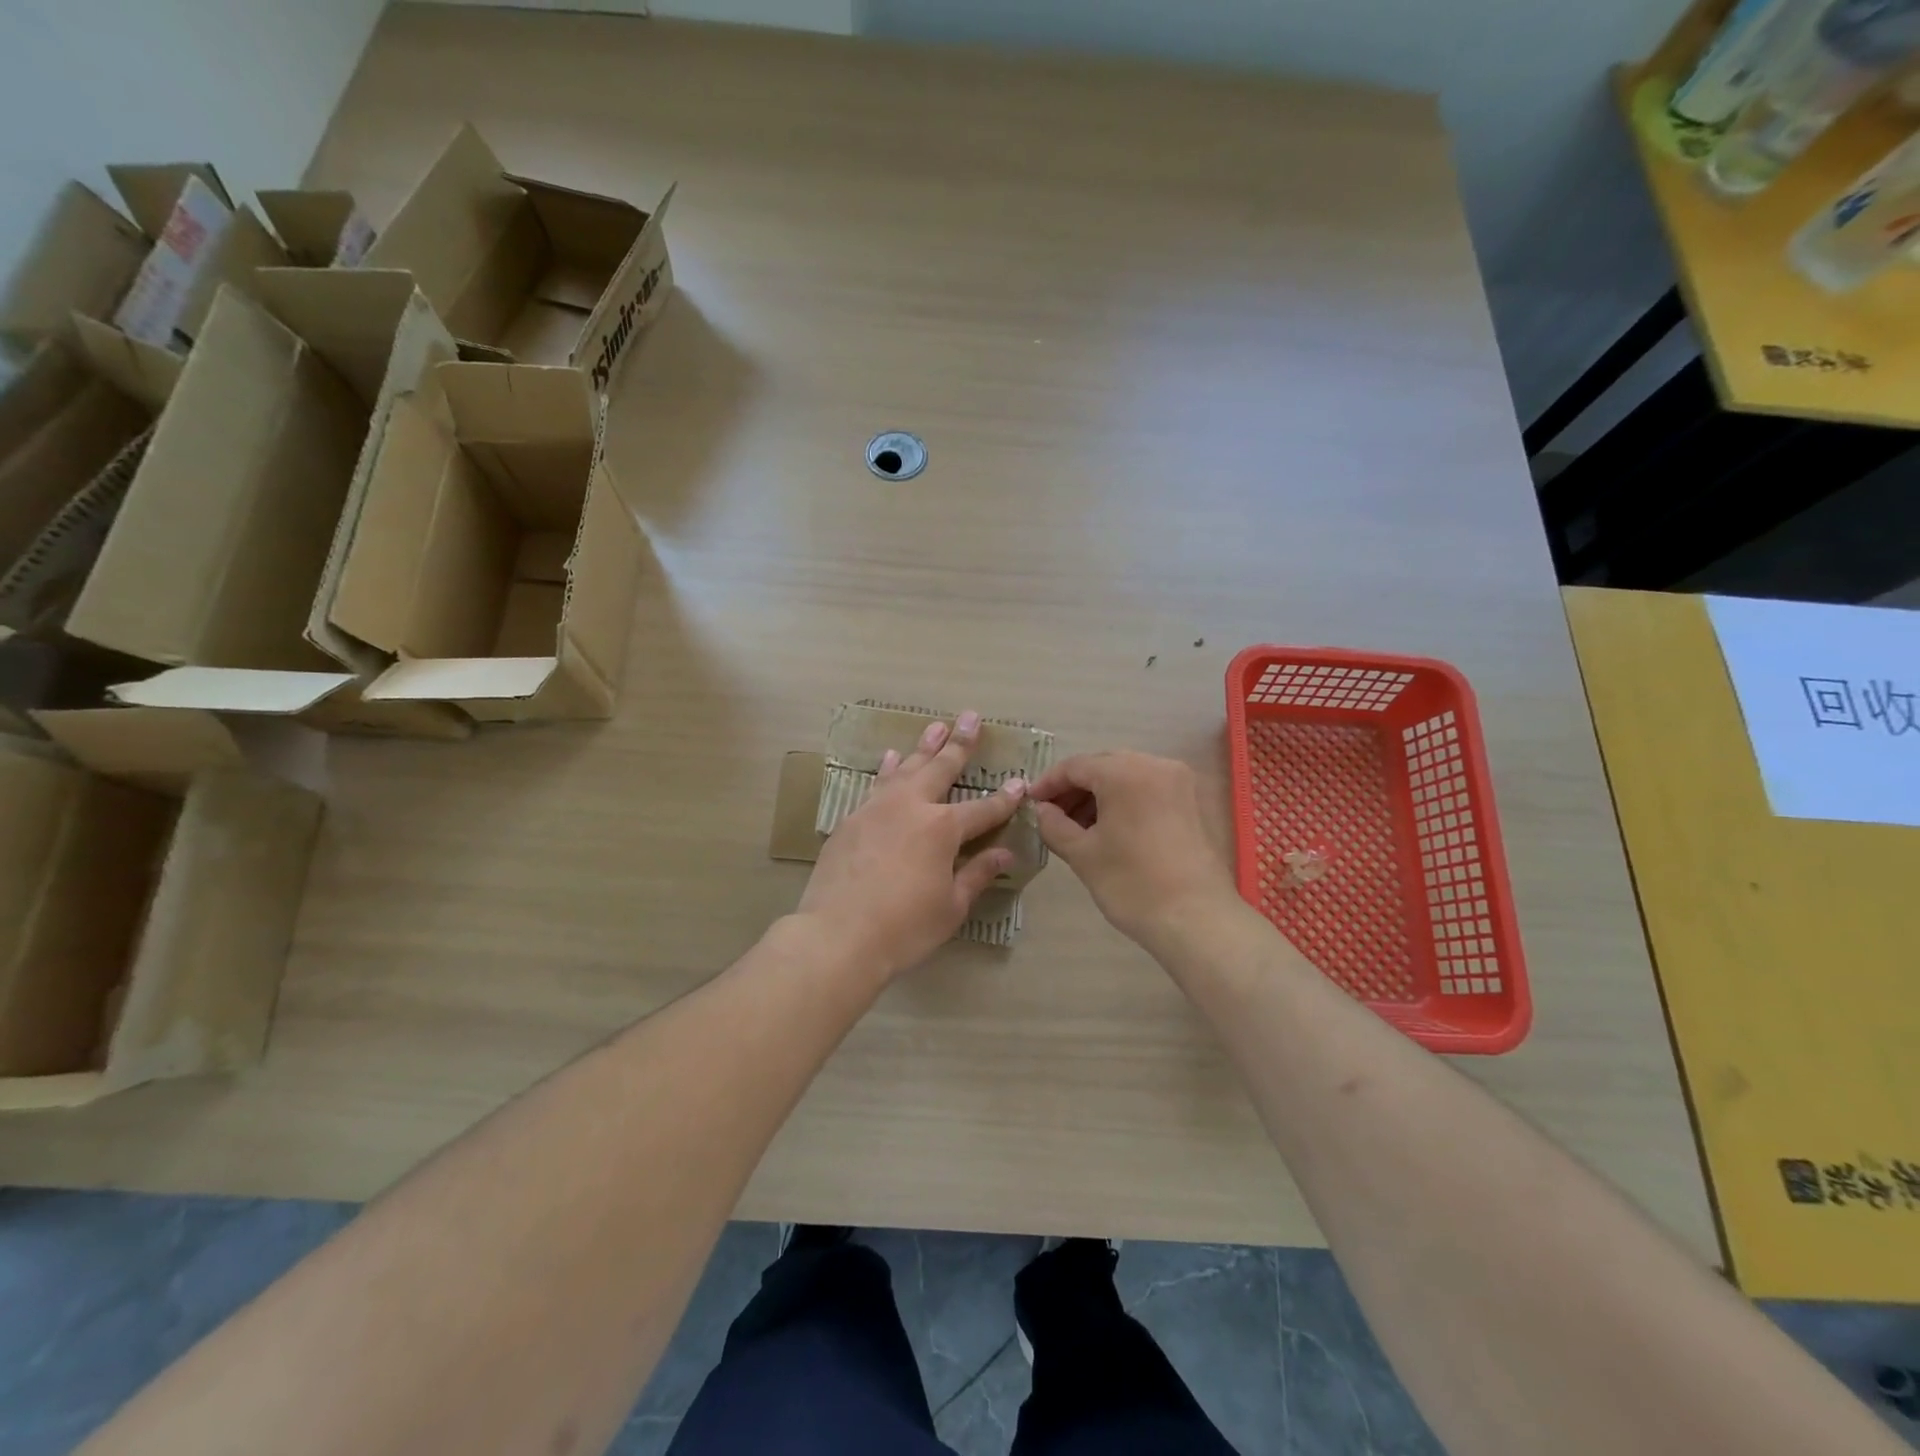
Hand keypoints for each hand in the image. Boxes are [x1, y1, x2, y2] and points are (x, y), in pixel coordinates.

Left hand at [797, 712, 1025, 976]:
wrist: (836, 935)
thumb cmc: (903, 928)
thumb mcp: (951, 907)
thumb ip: (977, 874)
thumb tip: (1004, 854)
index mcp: (942, 828)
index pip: (982, 809)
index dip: (1004, 799)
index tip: (1019, 783)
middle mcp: (911, 807)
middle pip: (941, 768)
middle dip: (960, 743)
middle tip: (971, 717)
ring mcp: (876, 809)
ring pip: (906, 768)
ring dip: (923, 746)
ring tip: (936, 726)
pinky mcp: (851, 820)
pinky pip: (876, 785)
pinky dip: (888, 769)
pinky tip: (892, 758)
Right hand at [1030, 751, 1239, 950]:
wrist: (1195, 919)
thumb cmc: (1132, 884)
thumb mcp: (1082, 854)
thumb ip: (1054, 825)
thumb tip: (1042, 811)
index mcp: (1125, 772)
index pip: (1075, 766)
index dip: (1048, 783)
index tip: (1030, 803)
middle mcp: (1155, 765)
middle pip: (1103, 766)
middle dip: (1074, 789)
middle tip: (1051, 815)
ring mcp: (1178, 782)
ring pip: (1126, 776)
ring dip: (1098, 795)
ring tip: (1076, 826)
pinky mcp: (1191, 801)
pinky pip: (1147, 788)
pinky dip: (1123, 800)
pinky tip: (1108, 828)